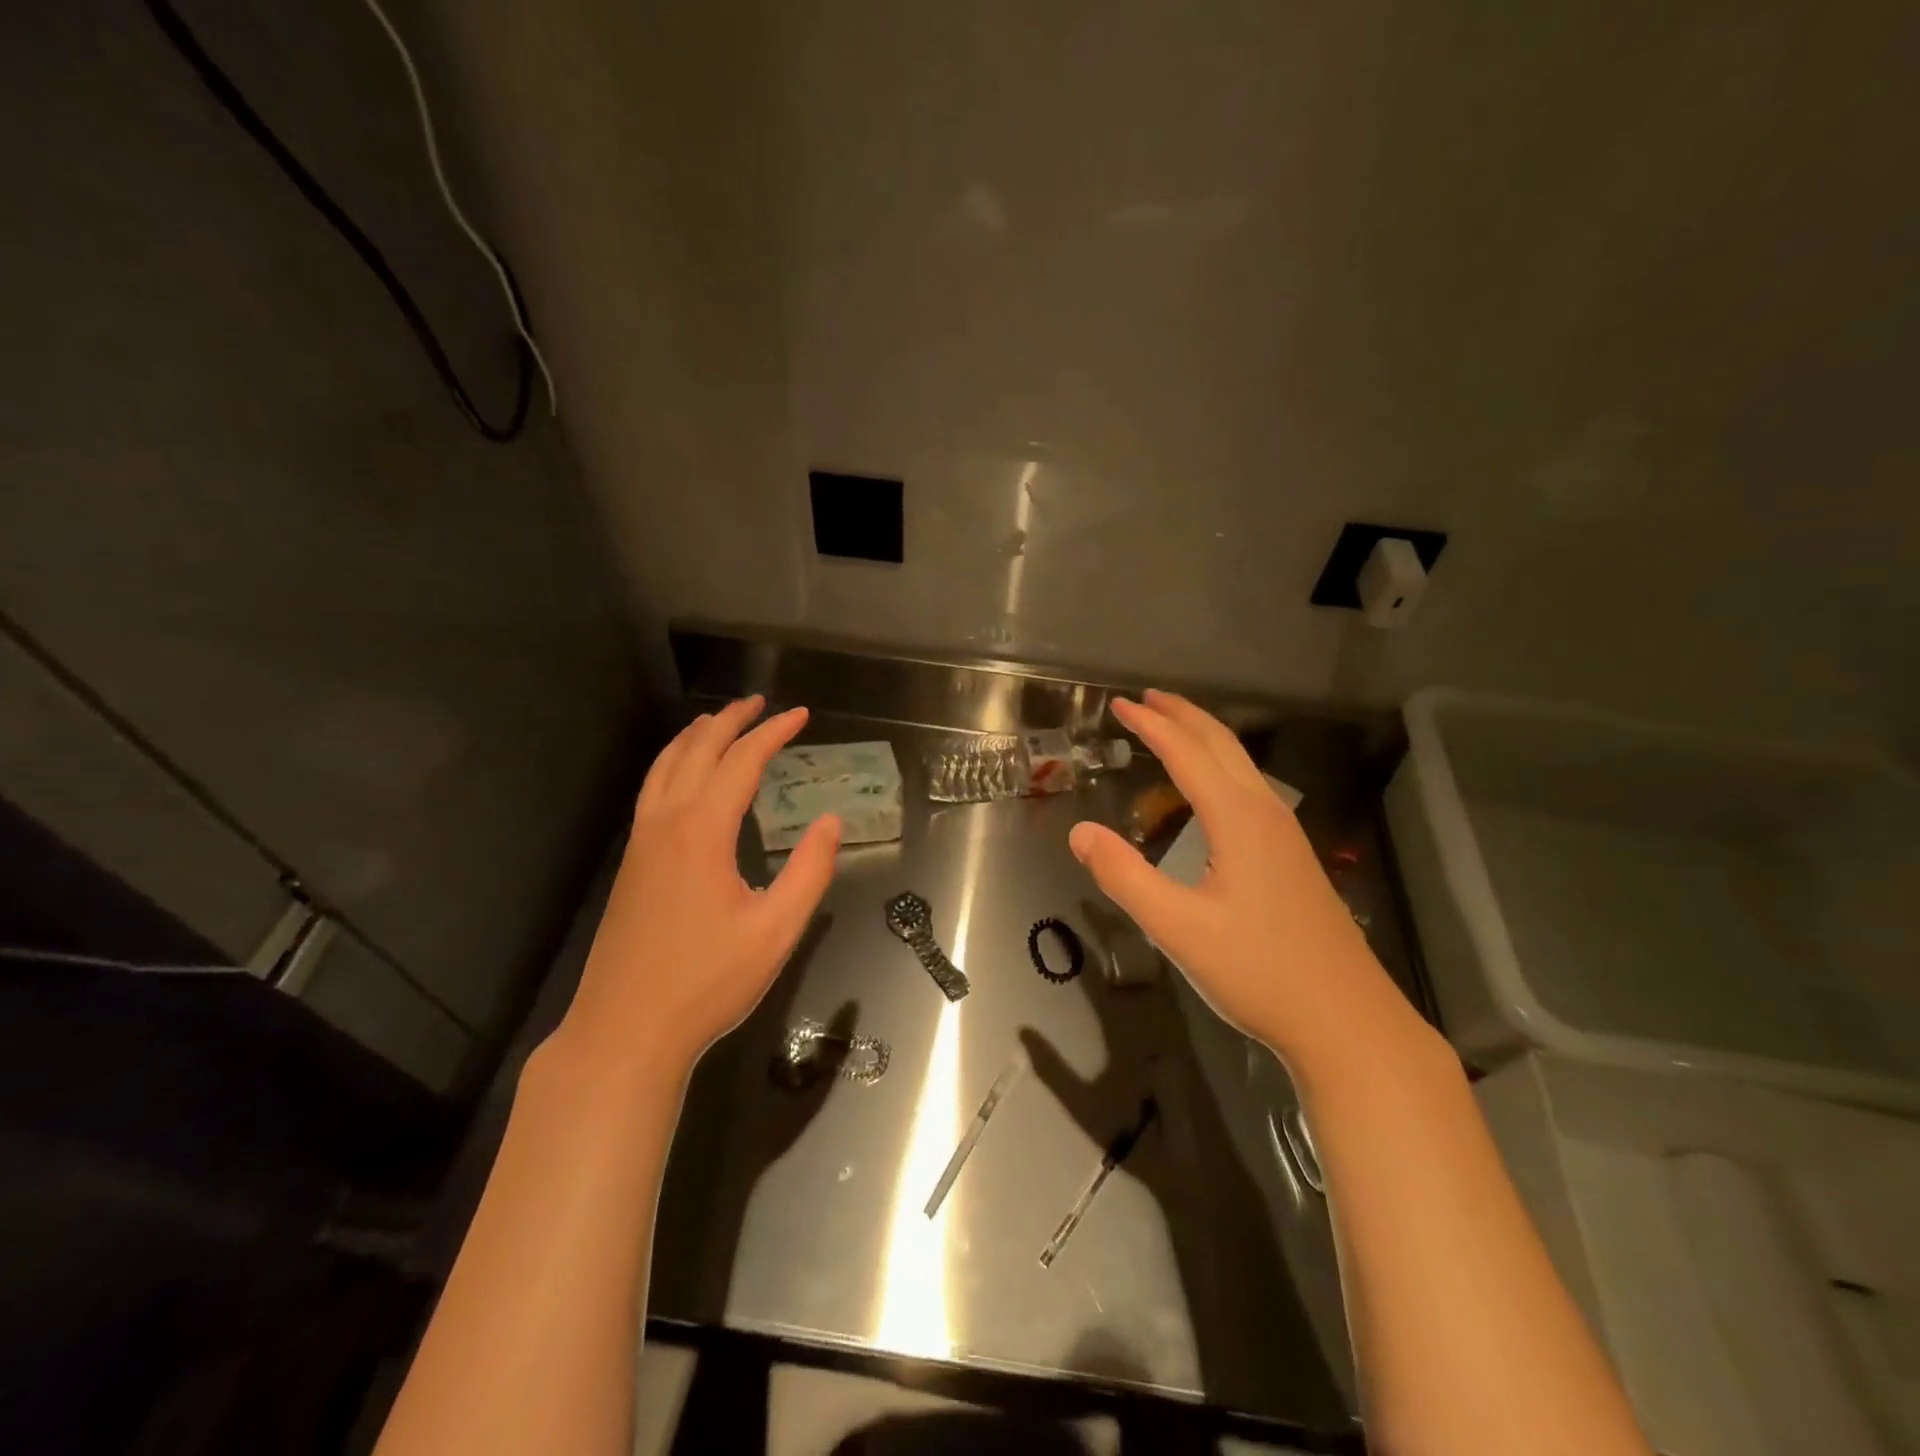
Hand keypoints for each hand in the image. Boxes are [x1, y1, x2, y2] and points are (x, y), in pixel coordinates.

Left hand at [549, 696, 839, 1079]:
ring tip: (719, 722)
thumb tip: (831, 821)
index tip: (801, 715)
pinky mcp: (631, 864)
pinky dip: (673, 764)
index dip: (773, 733)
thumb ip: (810, 871)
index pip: (741, 761)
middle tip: (761, 703)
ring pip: (665, 767)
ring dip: (696, 738)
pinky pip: (652, 791)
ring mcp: (641, 843)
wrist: (625, 1030)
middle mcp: (666, 824)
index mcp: (702, 831)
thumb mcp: (776, 931)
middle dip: (731, 721)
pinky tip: (686, 778)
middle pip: (697, 751)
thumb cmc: (707, 982)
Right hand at [1068, 690, 1420, 1073]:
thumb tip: (1080, 831)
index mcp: (1238, 819)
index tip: (1120, 705)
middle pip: (1222, 745)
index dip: (1151, 726)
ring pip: (1241, 765)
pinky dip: (1219, 768)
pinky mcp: (1292, 857)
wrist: (1347, 1021)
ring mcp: (1285, 835)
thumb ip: (1124, 877)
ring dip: (1204, 738)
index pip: (1187, 753)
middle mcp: (1265, 813)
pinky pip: (1250, 789)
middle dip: (1182, 715)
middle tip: (1146, 698)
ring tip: (1172, 729)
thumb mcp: (1177, 928)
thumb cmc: (1259, 972)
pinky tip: (1210, 792)